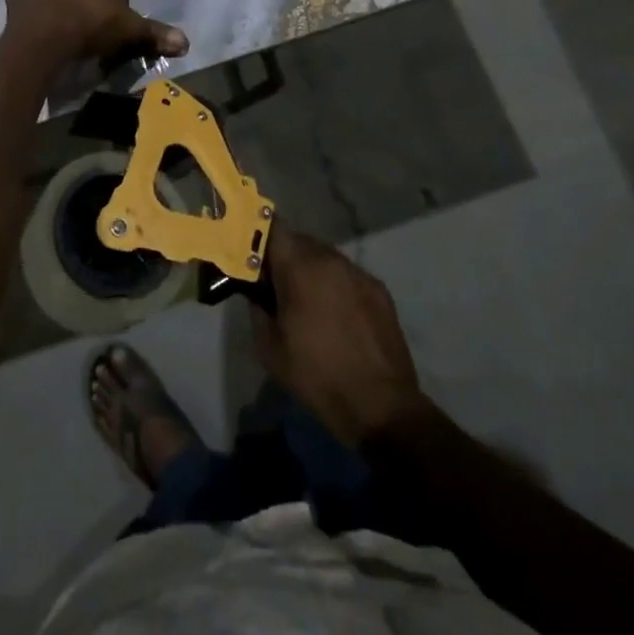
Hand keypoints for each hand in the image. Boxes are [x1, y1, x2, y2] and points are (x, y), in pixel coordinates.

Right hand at [251, 226, 429, 446]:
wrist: (382, 406)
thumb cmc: (318, 376)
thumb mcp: (270, 349)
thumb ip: (257, 309)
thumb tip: (257, 293)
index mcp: (300, 267)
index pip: (273, 227)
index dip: (259, 237)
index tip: (252, 257)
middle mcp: (330, 259)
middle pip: (299, 241)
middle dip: (284, 257)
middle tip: (276, 285)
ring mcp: (358, 272)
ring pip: (325, 257)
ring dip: (311, 270)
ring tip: (308, 303)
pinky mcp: (379, 289)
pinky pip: (348, 275)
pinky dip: (336, 285)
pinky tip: (338, 316)